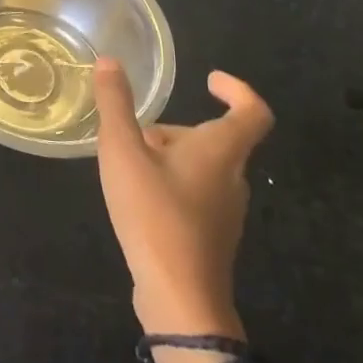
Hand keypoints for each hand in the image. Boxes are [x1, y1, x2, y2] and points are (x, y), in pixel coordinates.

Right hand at [94, 60, 272, 337]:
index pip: (252, 111)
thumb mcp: (123, 152)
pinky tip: (136, 197)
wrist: (180, 300)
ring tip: (126, 164)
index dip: (237, 89)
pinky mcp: (212, 236)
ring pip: (202, 167)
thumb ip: (115, 105)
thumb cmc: (155, 216)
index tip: (209, 80)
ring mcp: (226, 212)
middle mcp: (232, 178)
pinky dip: (169, 182)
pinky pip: (195, 193)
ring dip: (168, 156)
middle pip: (215, 139)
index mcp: (221, 152)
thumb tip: (109, 62)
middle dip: (175, 129)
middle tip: (135, 132)